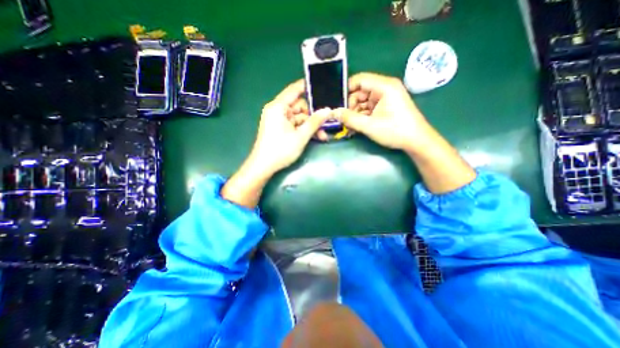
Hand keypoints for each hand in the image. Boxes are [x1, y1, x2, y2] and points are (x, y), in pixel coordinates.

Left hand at [222, 81, 330, 207]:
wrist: (263, 166)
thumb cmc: (280, 150)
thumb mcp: (300, 136)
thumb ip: (314, 122)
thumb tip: (328, 110)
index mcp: (278, 107)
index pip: (294, 90)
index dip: (308, 87)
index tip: (323, 86)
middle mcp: (277, 110)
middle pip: (299, 106)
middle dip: (313, 115)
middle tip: (327, 120)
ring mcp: (278, 120)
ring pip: (298, 118)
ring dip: (310, 125)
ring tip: (323, 135)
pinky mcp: (280, 128)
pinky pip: (294, 125)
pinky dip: (304, 130)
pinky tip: (315, 136)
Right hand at [337, 72, 431, 154]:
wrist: (416, 141)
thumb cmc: (395, 131)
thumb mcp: (369, 126)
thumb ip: (349, 118)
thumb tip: (333, 113)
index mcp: (384, 86)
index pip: (359, 80)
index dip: (346, 90)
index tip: (338, 105)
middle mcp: (385, 87)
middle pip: (360, 91)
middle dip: (351, 105)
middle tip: (344, 120)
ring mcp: (386, 97)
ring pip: (363, 100)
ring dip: (356, 112)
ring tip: (351, 126)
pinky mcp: (386, 105)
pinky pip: (369, 107)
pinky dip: (362, 115)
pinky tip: (358, 126)